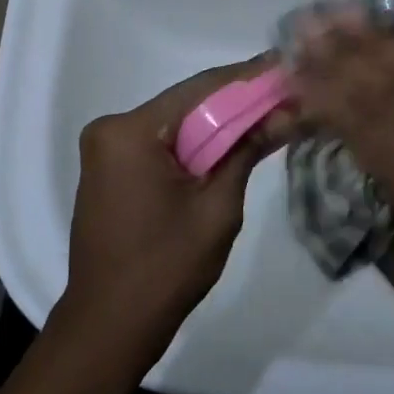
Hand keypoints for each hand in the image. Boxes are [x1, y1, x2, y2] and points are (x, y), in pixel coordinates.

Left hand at [48, 55, 282, 393]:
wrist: (109, 326)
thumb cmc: (165, 269)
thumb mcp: (217, 207)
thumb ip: (247, 151)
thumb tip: (287, 112)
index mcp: (130, 131)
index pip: (201, 90)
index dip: (248, 78)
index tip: (286, 67)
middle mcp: (112, 129)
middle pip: (187, 104)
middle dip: (238, 101)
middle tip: (286, 93)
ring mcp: (106, 149)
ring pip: (176, 124)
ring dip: (219, 123)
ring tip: (270, 113)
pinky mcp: (111, 169)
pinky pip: (162, 144)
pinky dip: (196, 144)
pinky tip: (233, 141)